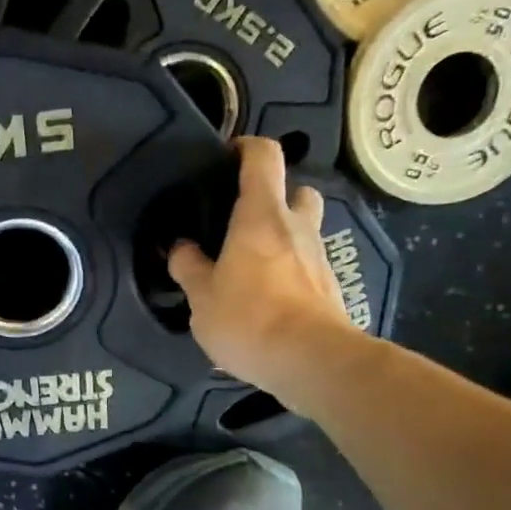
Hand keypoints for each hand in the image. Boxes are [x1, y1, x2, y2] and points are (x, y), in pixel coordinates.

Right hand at [167, 137, 355, 402]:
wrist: (312, 361)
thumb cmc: (249, 318)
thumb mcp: (200, 296)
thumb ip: (188, 267)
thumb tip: (180, 247)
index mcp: (261, 215)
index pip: (263, 156)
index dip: (245, 148)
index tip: (225, 157)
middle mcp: (297, 226)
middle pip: (295, 191)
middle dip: (274, 197)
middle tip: (242, 220)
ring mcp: (320, 257)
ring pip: (304, 230)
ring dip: (282, 238)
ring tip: (249, 264)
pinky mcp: (330, 288)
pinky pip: (306, 266)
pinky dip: (289, 271)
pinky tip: (266, 298)